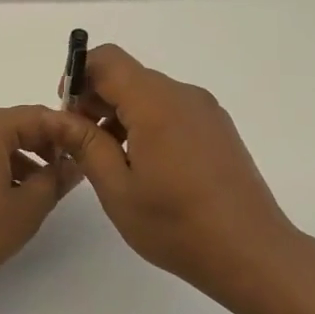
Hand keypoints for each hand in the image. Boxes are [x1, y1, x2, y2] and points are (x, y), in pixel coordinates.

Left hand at [0, 106, 83, 298]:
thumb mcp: (25, 209)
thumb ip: (54, 181)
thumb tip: (72, 164)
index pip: (37, 115)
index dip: (66, 131)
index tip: (87, 152)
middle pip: (13, 125)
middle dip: (43, 145)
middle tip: (67, 172)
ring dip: (20, 158)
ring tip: (39, 190)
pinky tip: (6, 197)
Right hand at [58, 45, 298, 306]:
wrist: (251, 253)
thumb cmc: (176, 225)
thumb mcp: (117, 188)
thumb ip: (86, 145)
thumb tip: (62, 117)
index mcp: (156, 103)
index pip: (108, 60)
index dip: (79, 76)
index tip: (67, 112)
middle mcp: (184, 96)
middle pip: (129, 76)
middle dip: (97, 99)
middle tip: (81, 144)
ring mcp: (206, 111)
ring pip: (150, 94)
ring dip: (122, 114)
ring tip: (110, 160)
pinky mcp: (218, 129)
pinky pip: (172, 110)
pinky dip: (147, 124)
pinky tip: (144, 166)